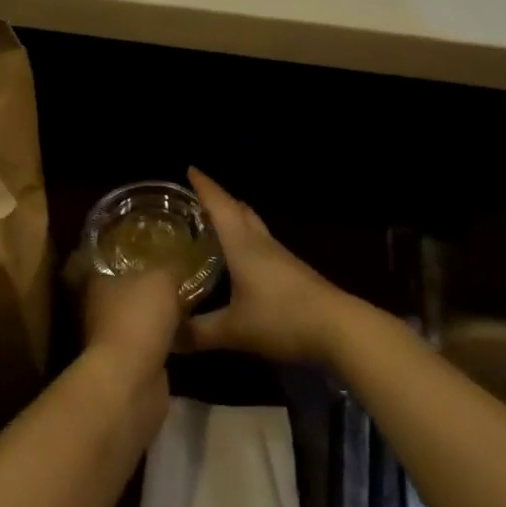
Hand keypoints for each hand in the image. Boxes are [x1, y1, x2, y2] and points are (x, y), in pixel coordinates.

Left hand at [83, 267, 183, 371]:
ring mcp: (113, 339)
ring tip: (191, 306)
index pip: (115, 263)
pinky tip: (187, 334)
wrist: (131, 380)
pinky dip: (165, 341)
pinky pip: (150, 344)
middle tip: (183, 280)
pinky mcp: (129, 365)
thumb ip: (170, 268)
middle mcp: (100, 309)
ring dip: (160, 317)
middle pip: (129, 292)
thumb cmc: (139, 318)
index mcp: (99, 283)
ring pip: (140, 319)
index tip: (162, 254)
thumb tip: (179, 264)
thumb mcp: (161, 280)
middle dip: (152, 289)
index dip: (137, 258)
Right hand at [185, 168, 350, 364]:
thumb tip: (166, 338)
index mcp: (243, 245)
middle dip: (219, 199)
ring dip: (234, 218)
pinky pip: (262, 244)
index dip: (204, 187)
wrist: (339, 328)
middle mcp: (261, 243)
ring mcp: (280, 257)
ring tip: (215, 223)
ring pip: (253, 226)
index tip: (190, 168)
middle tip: (197, 198)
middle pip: (239, 210)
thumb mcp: (234, 330)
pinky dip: (246, 240)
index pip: (220, 206)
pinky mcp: (292, 272)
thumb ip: (198, 333)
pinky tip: (241, 257)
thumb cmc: (282, 318)